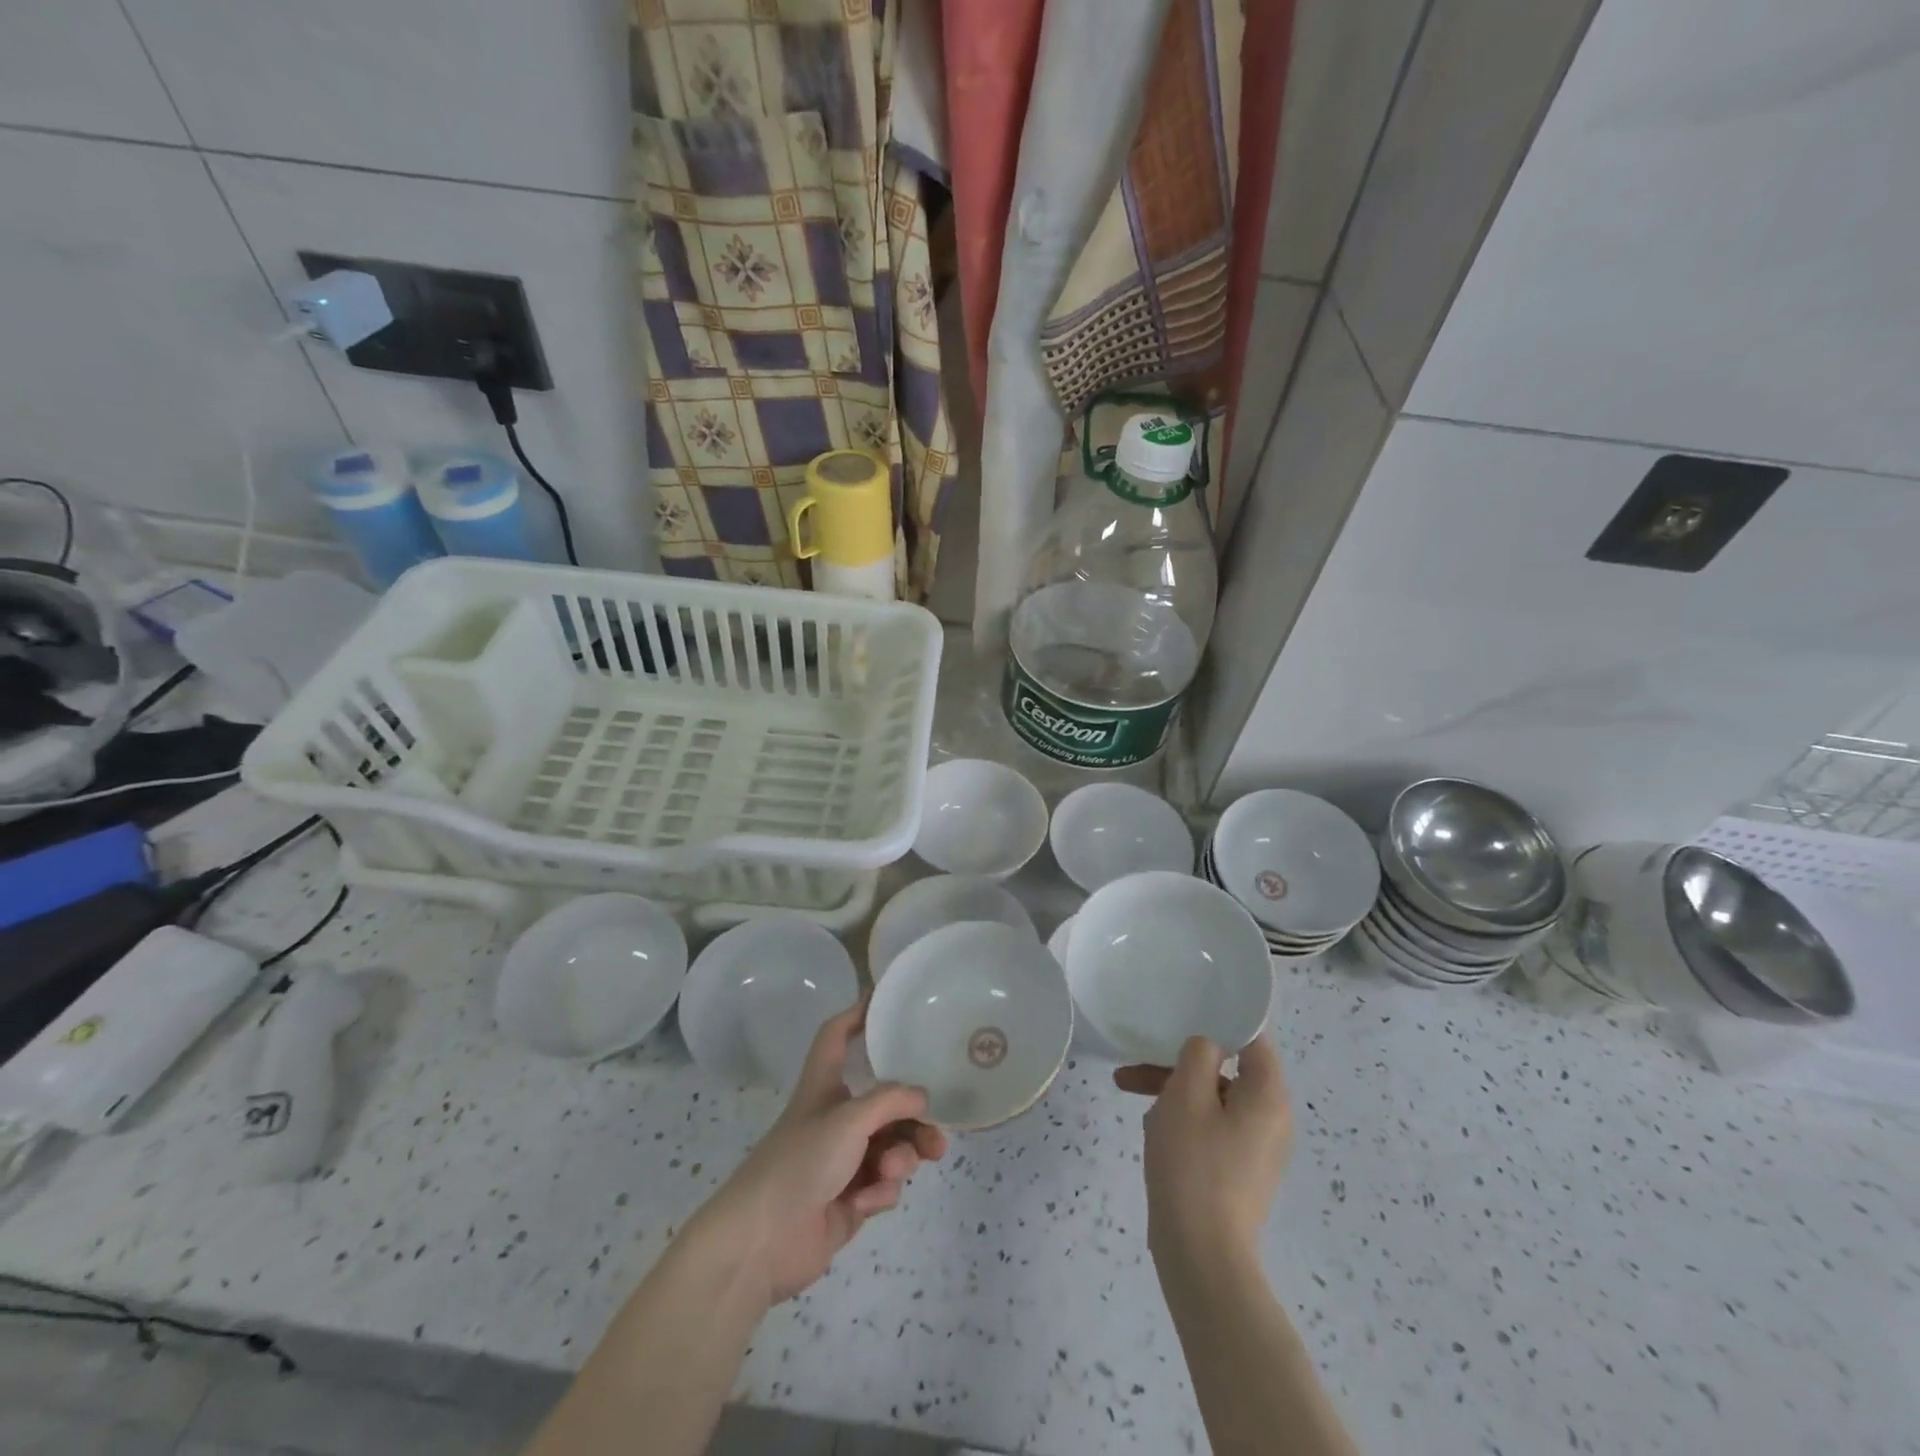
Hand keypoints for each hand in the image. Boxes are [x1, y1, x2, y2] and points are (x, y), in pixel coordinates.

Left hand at [689, 998, 946, 1305]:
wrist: (762, 1242)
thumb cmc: (800, 1162)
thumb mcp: (849, 1119)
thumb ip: (891, 1101)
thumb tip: (923, 1097)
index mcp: (824, 1086)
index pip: (837, 1036)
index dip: (857, 1014)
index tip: (882, 998)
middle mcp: (835, 1117)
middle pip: (884, 1102)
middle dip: (913, 1117)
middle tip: (937, 1134)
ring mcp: (843, 1160)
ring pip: (891, 1145)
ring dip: (902, 1157)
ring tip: (899, 1169)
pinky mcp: (850, 1198)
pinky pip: (882, 1183)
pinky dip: (881, 1190)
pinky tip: (868, 1201)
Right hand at [1115, 1033, 1291, 1263]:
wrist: (1201, 1254)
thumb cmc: (1194, 1164)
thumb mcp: (1186, 1094)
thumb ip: (1198, 1054)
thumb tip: (1209, 1045)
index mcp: (1268, 1095)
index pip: (1252, 1038)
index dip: (1219, 1020)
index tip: (1184, 1011)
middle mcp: (1272, 1118)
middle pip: (1225, 1069)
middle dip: (1178, 1062)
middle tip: (1137, 1061)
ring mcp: (1256, 1147)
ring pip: (1212, 1098)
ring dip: (1172, 1089)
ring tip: (1126, 1087)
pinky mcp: (1238, 1170)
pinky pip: (1211, 1126)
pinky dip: (1182, 1118)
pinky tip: (1150, 1126)